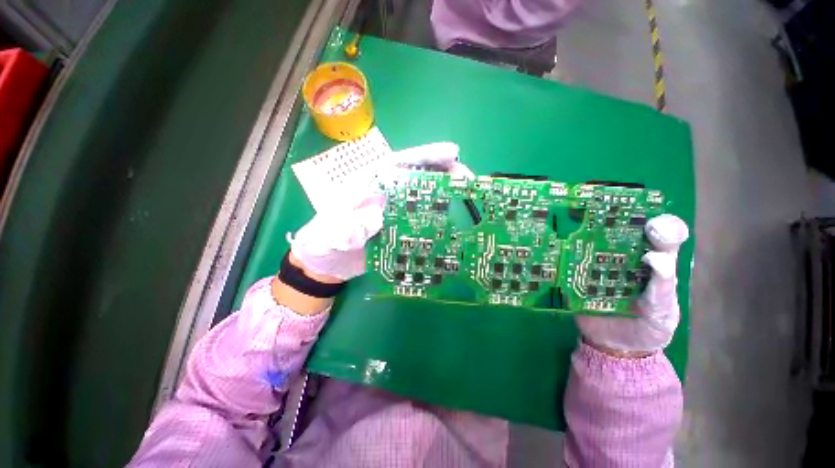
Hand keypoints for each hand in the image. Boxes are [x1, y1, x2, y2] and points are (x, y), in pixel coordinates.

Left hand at [290, 141, 473, 281]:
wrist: (325, 264)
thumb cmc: (322, 242)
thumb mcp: (330, 233)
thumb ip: (350, 225)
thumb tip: (379, 217)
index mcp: (368, 186)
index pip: (398, 164)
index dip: (424, 156)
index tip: (451, 152)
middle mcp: (385, 195)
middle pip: (416, 177)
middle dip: (443, 173)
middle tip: (468, 178)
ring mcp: (393, 212)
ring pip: (422, 197)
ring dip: (444, 195)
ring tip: (467, 197)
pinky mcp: (397, 228)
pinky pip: (420, 219)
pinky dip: (436, 218)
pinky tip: (451, 223)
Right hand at [576, 214, 689, 354]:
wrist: (615, 349)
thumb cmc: (649, 329)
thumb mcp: (664, 311)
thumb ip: (663, 287)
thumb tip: (653, 256)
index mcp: (649, 263)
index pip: (655, 235)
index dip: (655, 224)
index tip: (648, 225)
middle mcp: (623, 259)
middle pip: (618, 234)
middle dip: (609, 222)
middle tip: (600, 212)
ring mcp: (598, 267)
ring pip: (591, 245)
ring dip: (582, 235)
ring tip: (572, 224)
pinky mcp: (578, 278)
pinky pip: (571, 264)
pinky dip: (563, 256)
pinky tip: (555, 246)